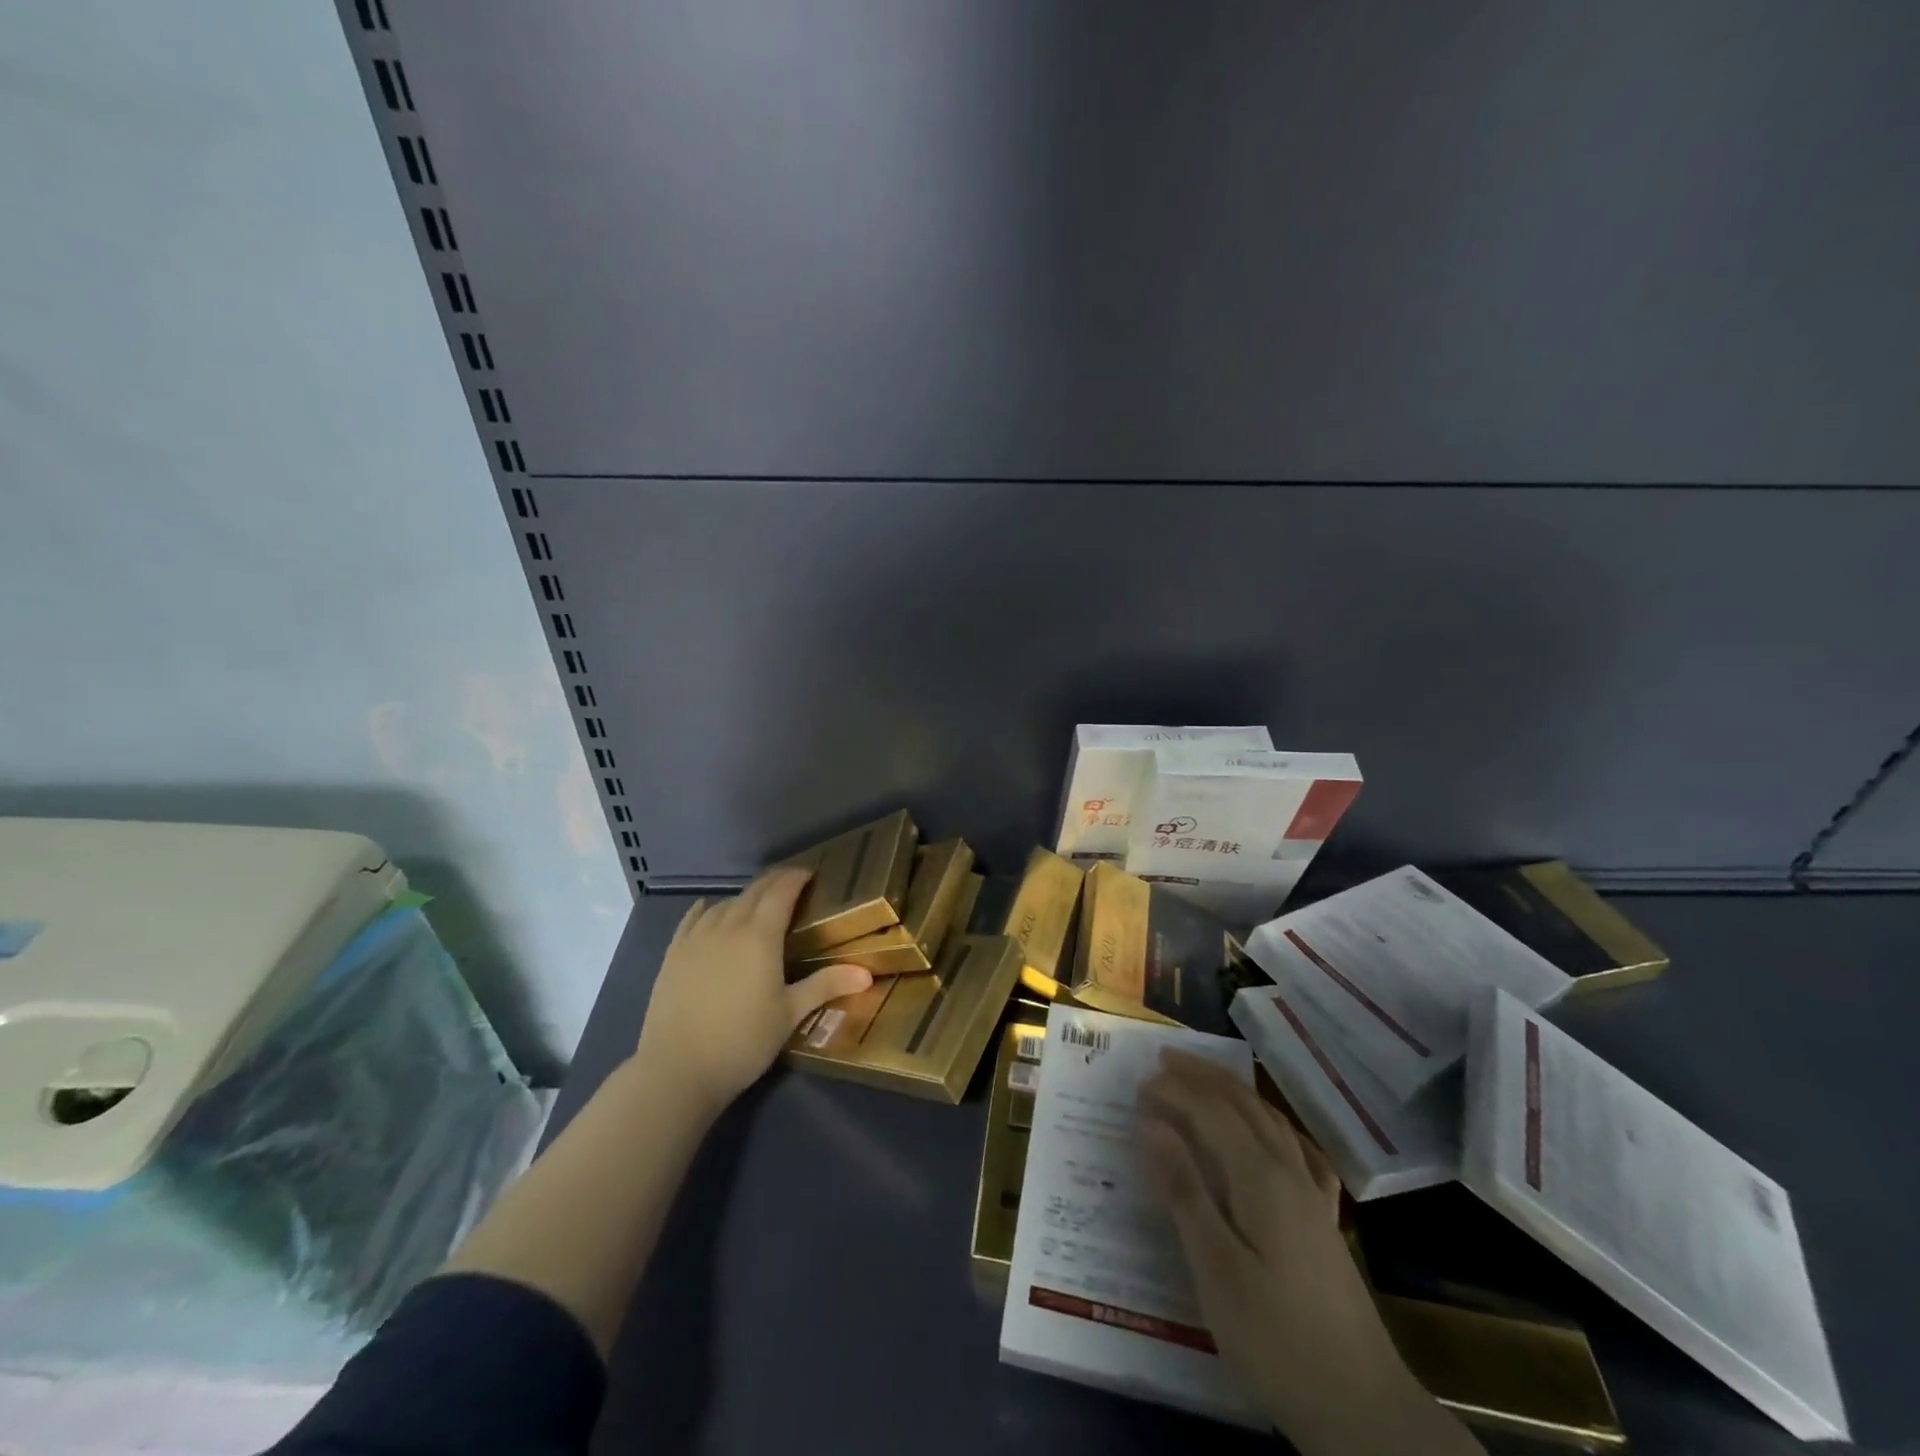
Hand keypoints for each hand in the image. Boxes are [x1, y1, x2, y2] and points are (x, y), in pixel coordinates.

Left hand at [634, 866, 871, 1116]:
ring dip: (745, 896)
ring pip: (725, 903)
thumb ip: (826, 986)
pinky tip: (709, 908)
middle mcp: (728, 926)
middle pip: (753, 892)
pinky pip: (692, 919)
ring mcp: (696, 938)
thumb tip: (867, 974)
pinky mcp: (673, 954)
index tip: (811, 873)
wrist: (677, 1070)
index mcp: (760, 935)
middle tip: (792, 884)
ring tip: (758, 903)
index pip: (781, 892)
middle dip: (774, 882)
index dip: (797, 877)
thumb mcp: (790, 1014)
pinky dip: (707, 908)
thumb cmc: (742, 1041)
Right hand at [1139, 1051, 1481, 1455]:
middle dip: (1203, 1077)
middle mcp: (1288, 1171)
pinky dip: (1275, 1126)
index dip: (1175, 1091)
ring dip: (1233, 1092)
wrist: (1363, 1408)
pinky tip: (1272, 1130)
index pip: (1210, 1112)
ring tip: (1204, 1079)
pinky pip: (1298, 1151)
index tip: (1138, 1082)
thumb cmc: (1275, 1338)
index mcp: (1259, 1177)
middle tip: (1165, 1059)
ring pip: (1269, 1121)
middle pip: (1242, 1104)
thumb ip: (1185, 1190)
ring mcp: (1312, 1195)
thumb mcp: (1216, 1268)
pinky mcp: (1324, 1221)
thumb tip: (1152, 1124)